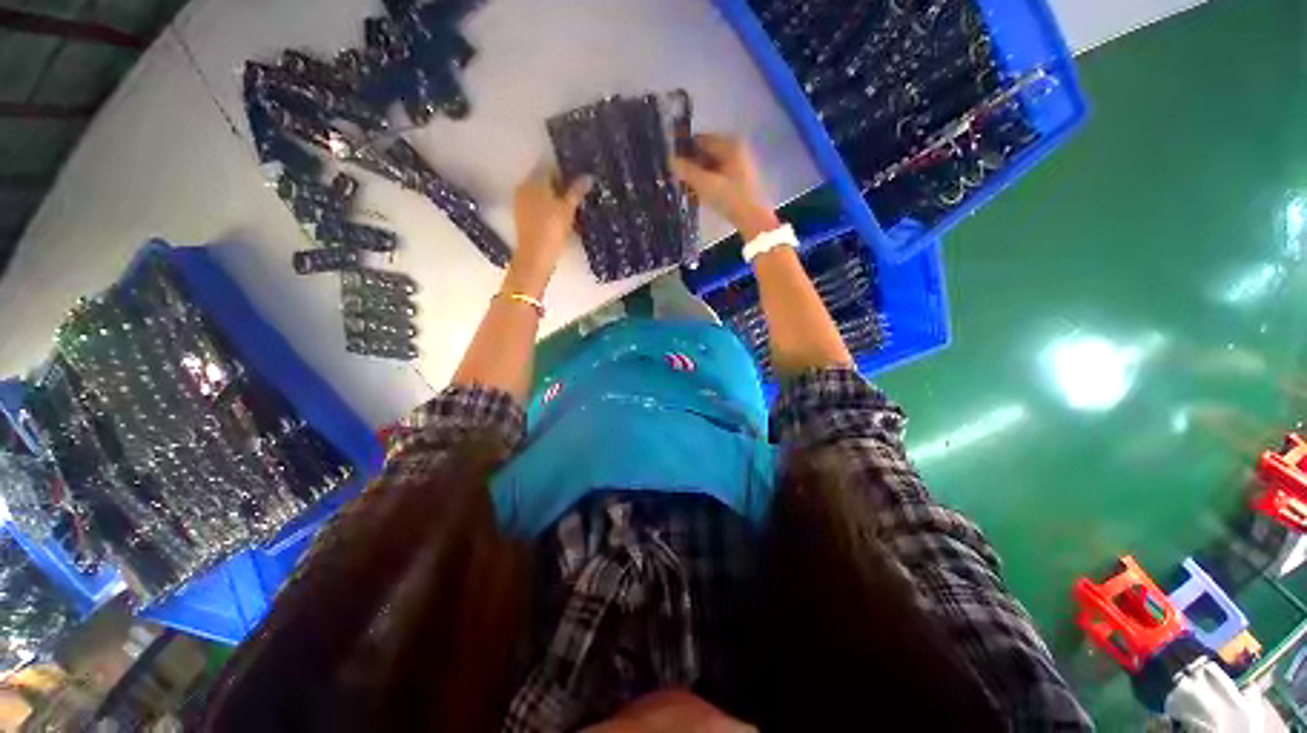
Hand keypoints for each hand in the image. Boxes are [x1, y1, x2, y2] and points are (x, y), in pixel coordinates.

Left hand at [506, 168, 591, 295]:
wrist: (535, 256)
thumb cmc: (552, 229)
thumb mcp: (568, 209)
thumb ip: (577, 191)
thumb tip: (588, 177)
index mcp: (534, 181)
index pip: (551, 168)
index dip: (566, 173)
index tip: (579, 182)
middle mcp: (524, 187)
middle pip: (545, 181)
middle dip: (560, 187)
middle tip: (578, 196)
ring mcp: (521, 203)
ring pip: (541, 195)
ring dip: (554, 199)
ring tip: (571, 209)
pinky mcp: (522, 217)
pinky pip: (537, 207)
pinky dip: (548, 209)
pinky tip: (559, 219)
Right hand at [670, 134, 779, 240]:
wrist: (753, 220)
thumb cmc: (730, 198)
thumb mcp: (705, 184)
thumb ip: (686, 170)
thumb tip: (669, 159)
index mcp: (730, 144)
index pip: (700, 139)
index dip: (683, 148)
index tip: (669, 159)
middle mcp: (736, 150)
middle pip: (706, 152)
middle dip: (690, 163)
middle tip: (674, 174)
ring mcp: (739, 165)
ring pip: (711, 165)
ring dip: (697, 174)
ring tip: (683, 184)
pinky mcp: (739, 180)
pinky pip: (717, 175)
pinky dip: (706, 181)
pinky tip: (697, 192)